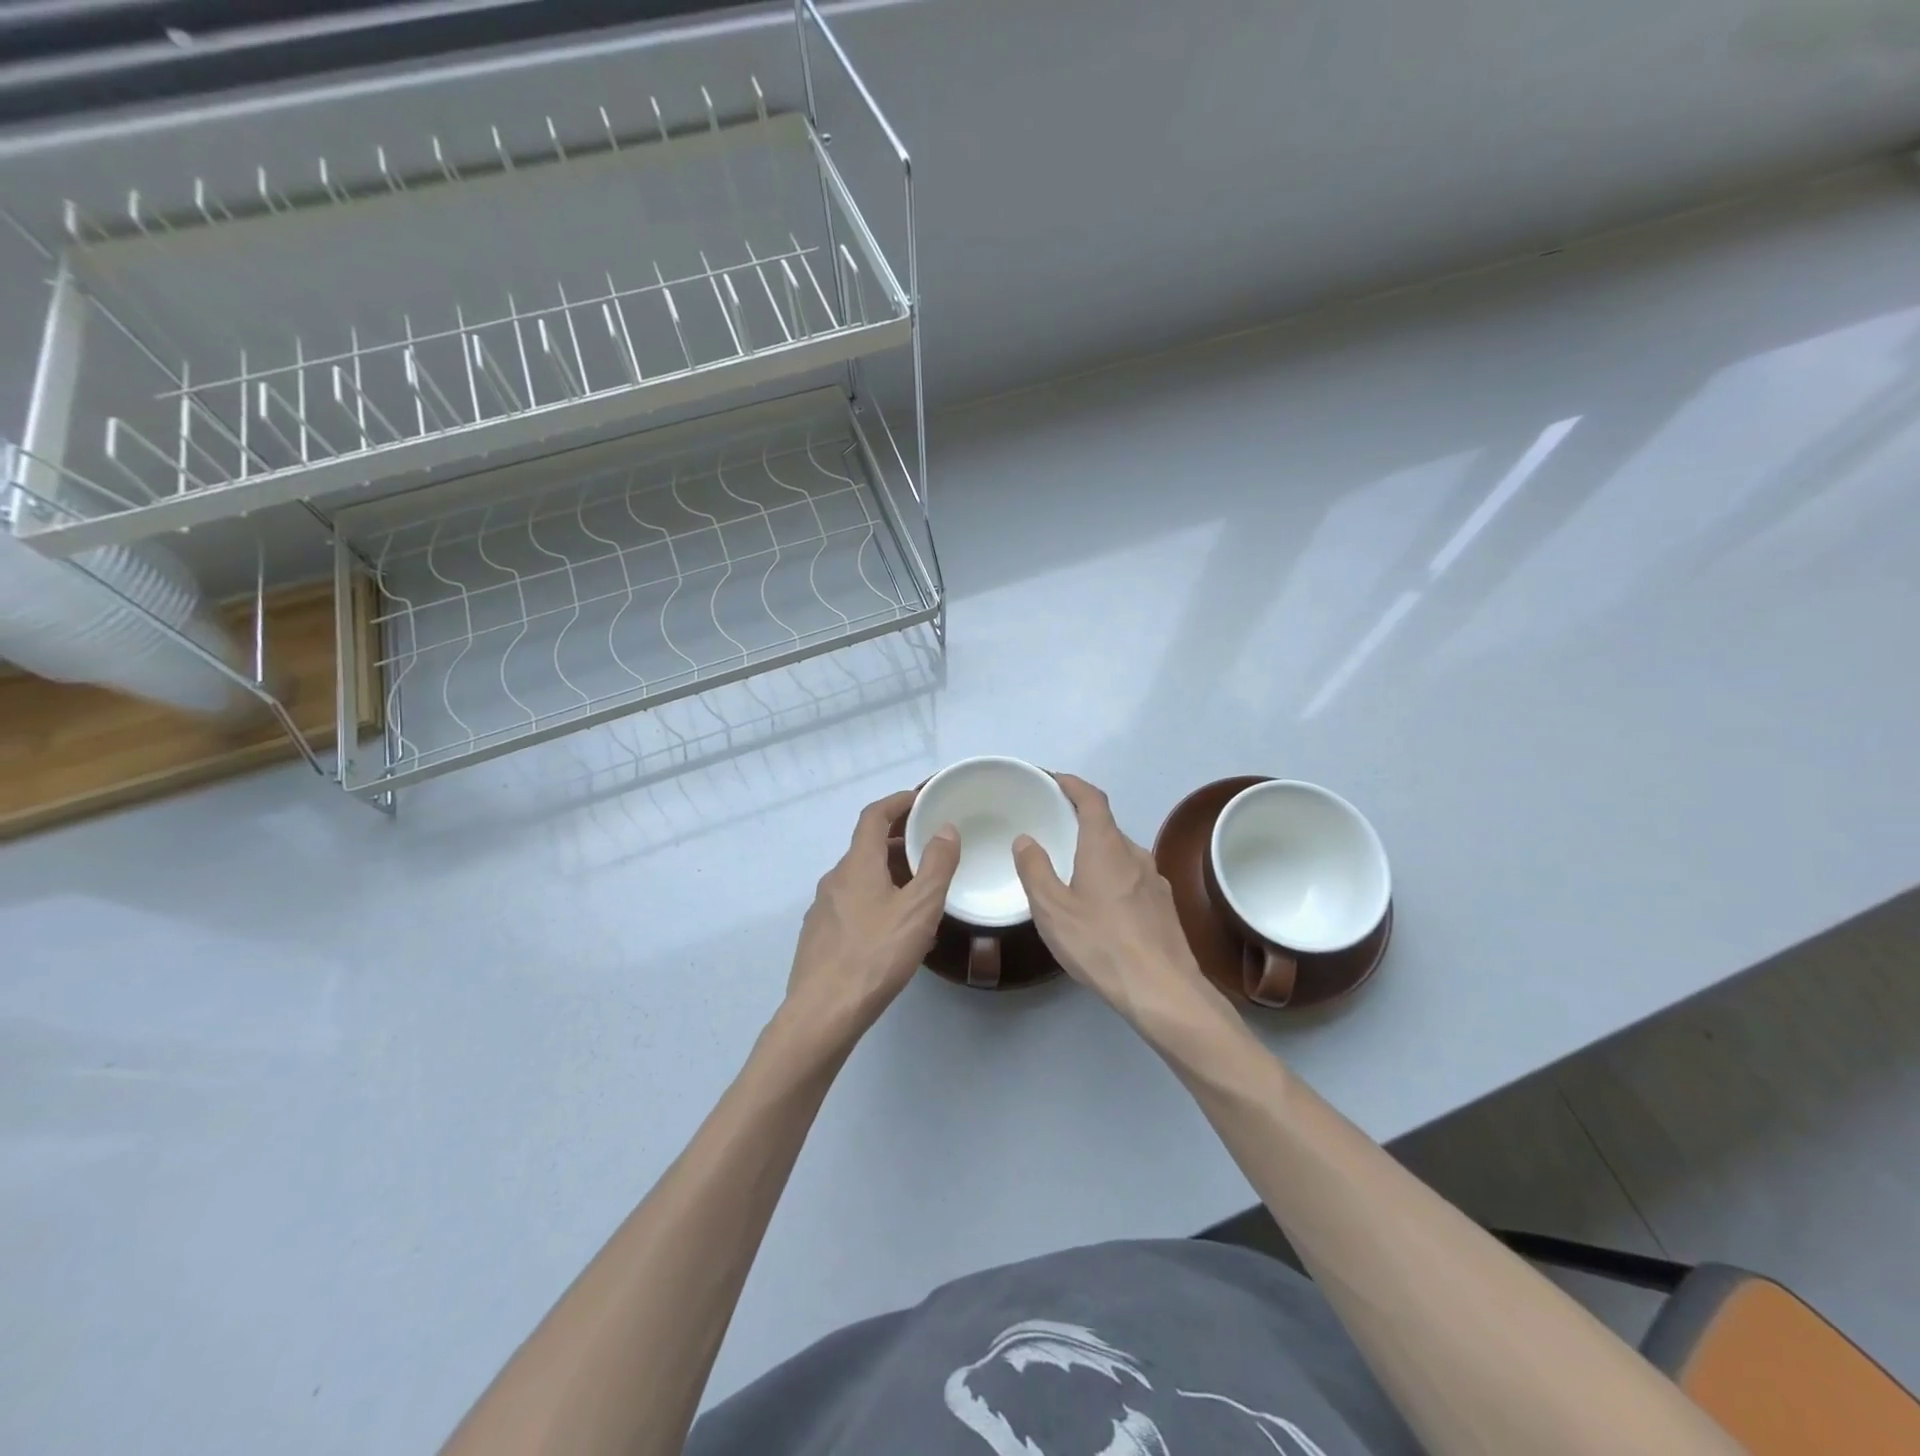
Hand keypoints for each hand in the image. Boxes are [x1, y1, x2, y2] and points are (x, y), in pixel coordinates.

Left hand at [783, 789, 960, 1046]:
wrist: (824, 1012)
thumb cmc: (876, 954)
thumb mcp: (919, 908)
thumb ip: (936, 866)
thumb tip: (945, 829)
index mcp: (857, 865)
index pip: (874, 816)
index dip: (897, 802)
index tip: (920, 800)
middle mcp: (835, 879)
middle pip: (867, 847)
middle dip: (899, 842)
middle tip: (931, 848)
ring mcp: (823, 909)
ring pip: (860, 879)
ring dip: (889, 874)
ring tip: (920, 891)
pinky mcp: (819, 936)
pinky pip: (852, 905)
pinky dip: (876, 900)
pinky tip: (895, 930)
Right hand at [1013, 775, 1234, 1038]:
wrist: (1163, 990)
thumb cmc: (1100, 943)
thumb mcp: (1052, 909)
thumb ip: (1035, 870)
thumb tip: (1026, 839)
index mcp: (1106, 846)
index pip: (1092, 799)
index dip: (1073, 784)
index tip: (1055, 780)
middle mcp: (1135, 854)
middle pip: (1106, 827)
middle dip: (1081, 824)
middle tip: (1054, 832)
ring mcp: (1155, 880)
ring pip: (1121, 854)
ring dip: (1098, 854)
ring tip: (1074, 873)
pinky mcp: (1164, 906)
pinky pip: (1133, 878)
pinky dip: (1113, 878)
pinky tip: (1101, 907)